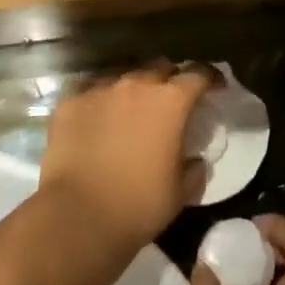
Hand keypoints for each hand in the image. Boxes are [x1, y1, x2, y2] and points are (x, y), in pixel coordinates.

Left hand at [38, 65, 216, 256]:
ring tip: (131, 108)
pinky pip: (90, 90)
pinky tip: (97, 118)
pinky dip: (100, 100)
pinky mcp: (70, 102)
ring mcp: (99, 89)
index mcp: (170, 101)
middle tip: (171, 100)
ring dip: (133, 88)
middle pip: (160, 67)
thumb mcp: (180, 193)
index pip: (198, 74)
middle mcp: (136, 84)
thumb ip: (194, 170)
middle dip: (170, 79)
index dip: (210, 78)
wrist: (78, 216)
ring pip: (123, 75)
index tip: (215, 87)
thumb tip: (195, 160)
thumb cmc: (139, 205)